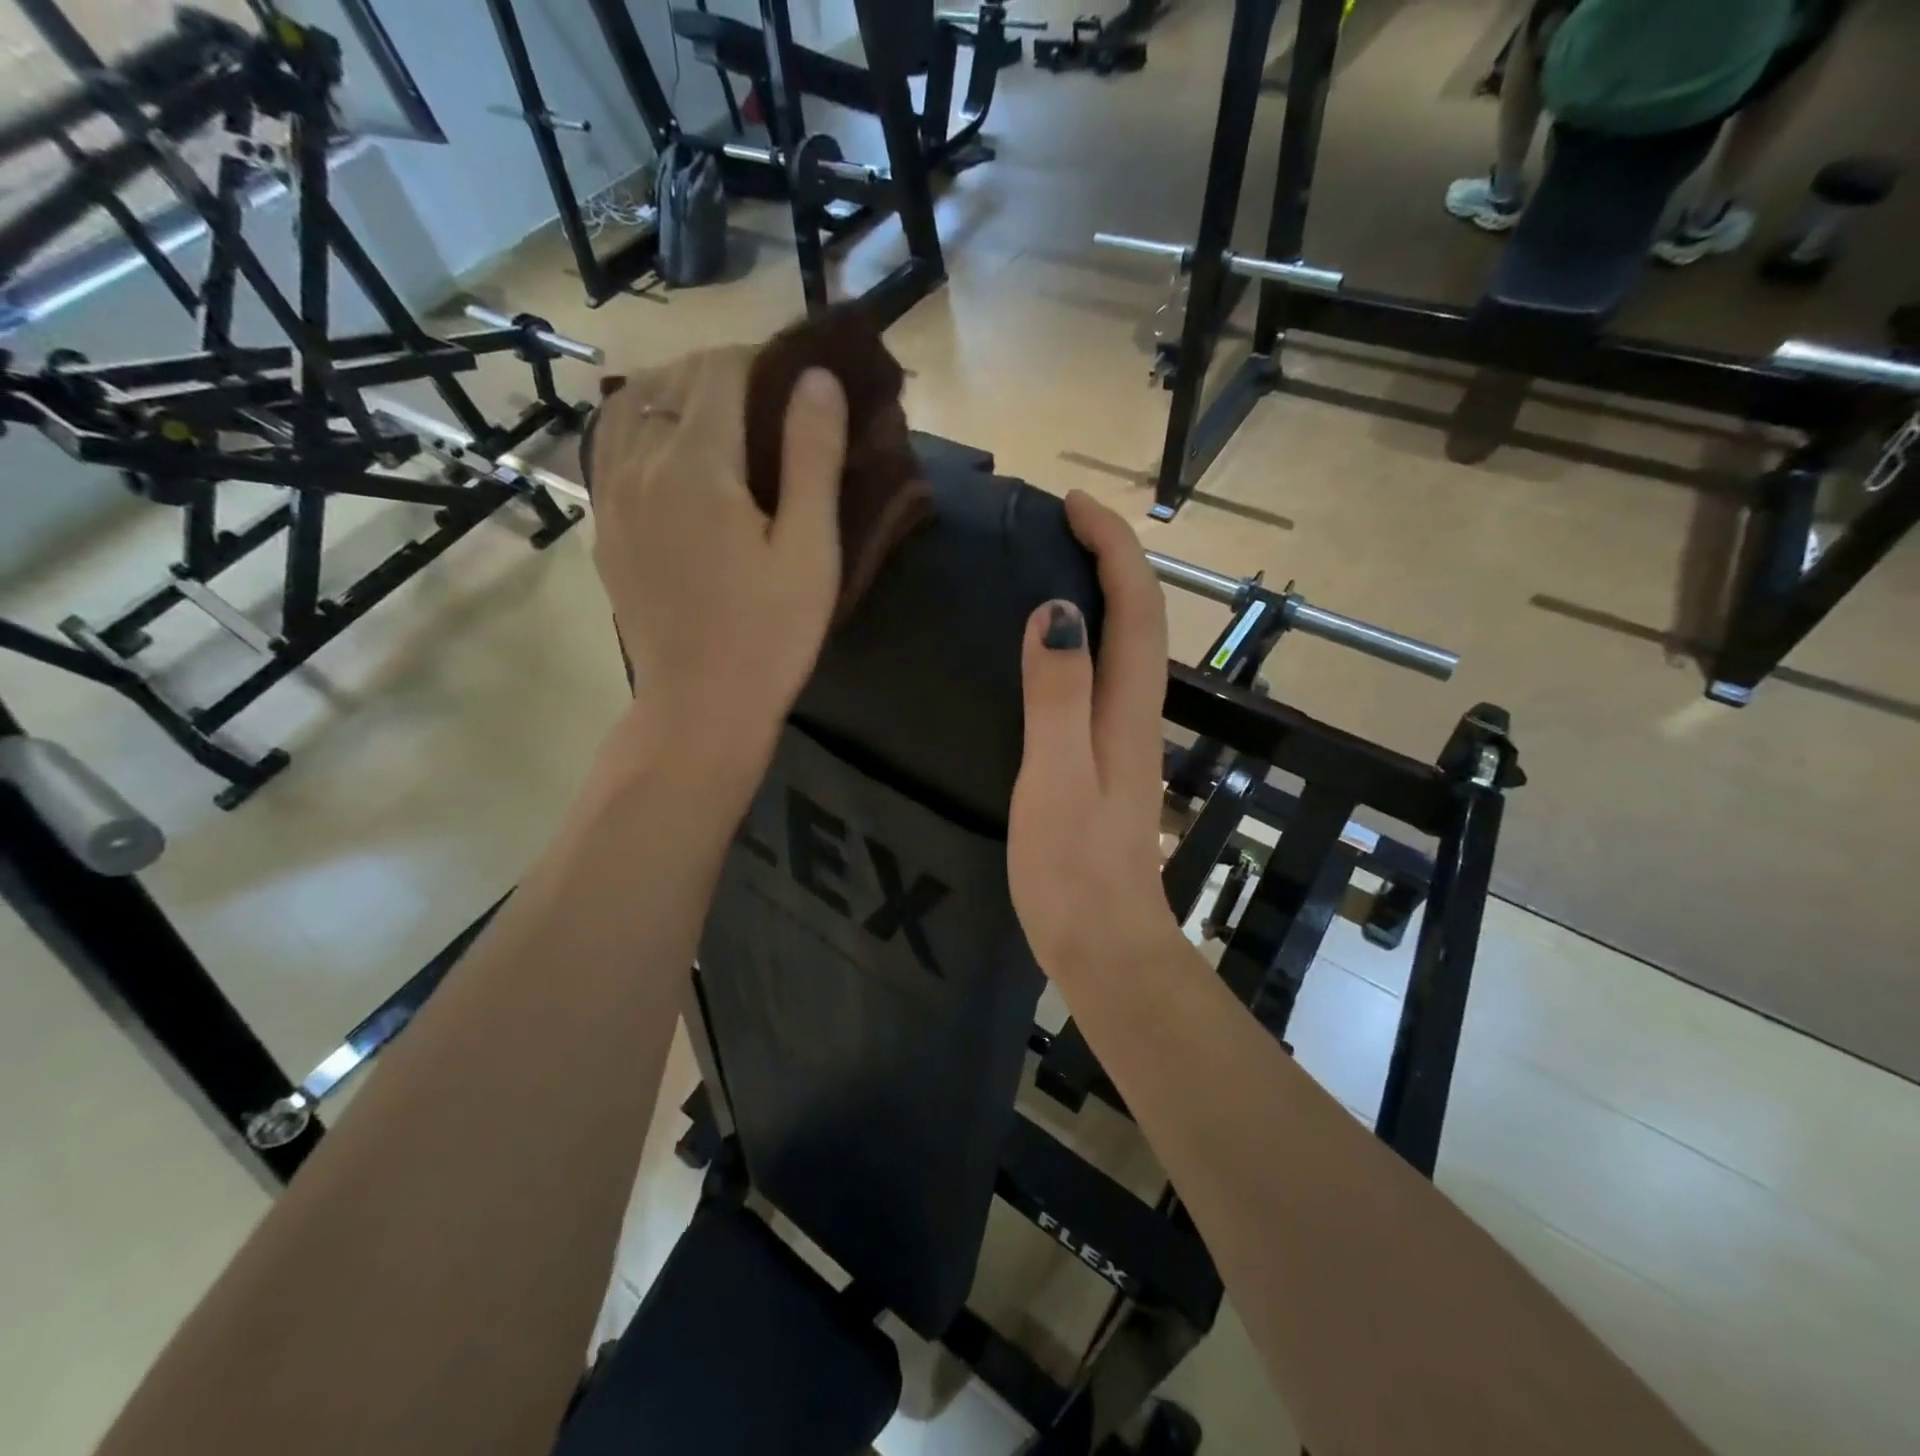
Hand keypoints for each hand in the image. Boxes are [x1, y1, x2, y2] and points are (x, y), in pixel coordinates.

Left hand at [588, 345, 847, 757]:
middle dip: (725, 372)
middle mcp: (639, 463)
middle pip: (674, 379)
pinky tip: (672, 451)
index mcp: (696, 463)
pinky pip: (610, 446)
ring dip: (678, 394)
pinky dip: (642, 425)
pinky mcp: (605, 527)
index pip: (719, 368)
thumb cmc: (770, 634)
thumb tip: (817, 379)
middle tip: (775, 403)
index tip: (800, 378)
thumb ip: (812, 457)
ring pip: (632, 405)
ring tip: (723, 419)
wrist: (699, 706)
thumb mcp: (810, 550)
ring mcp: (611, 495)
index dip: (761, 358)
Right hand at [1008, 492, 1182, 982]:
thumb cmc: (1074, 868)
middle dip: (1111, 556)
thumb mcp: (1057, 777)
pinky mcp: (1106, 762)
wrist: (1105, 945)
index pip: (1135, 604)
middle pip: (1139, 616)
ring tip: (1050, 565)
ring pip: (1123, 645)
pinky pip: (1101, 678)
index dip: (1112, 545)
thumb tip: (1056, 611)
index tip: (1071, 503)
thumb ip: (1058, 695)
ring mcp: (1124, 739)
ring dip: (1102, 593)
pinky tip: (1049, 647)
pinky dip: (1085, 639)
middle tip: (1058, 524)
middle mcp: (1136, 713)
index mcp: (1127, 708)